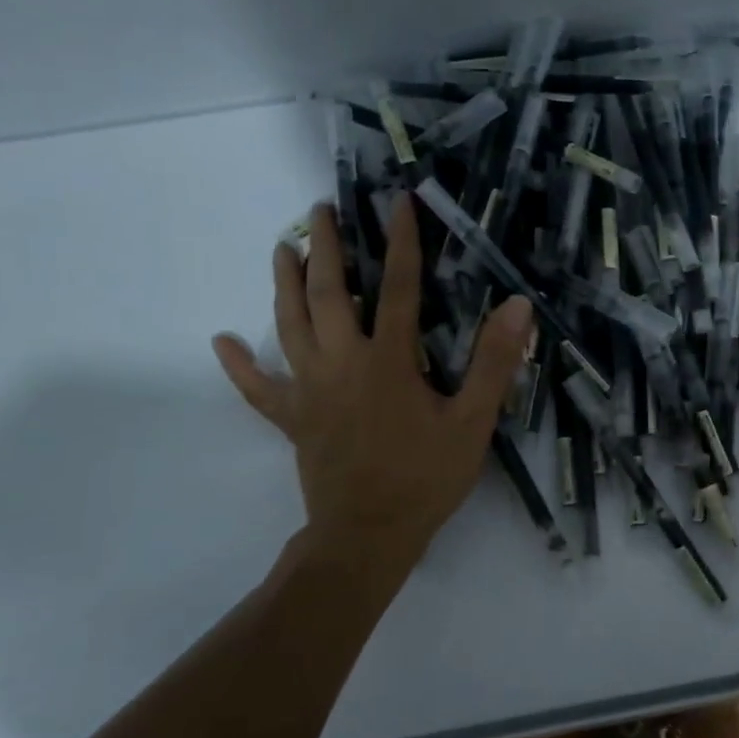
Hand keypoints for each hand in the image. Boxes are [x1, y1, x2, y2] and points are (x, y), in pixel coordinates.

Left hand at [212, 199, 530, 579]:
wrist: (369, 536)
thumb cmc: (425, 478)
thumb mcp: (472, 422)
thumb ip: (493, 363)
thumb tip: (515, 305)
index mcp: (387, 361)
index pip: (396, 288)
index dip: (400, 242)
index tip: (398, 202)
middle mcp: (341, 364)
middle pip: (328, 294)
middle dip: (325, 247)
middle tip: (320, 211)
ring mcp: (309, 391)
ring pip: (289, 326)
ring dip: (284, 284)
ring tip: (281, 249)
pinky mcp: (292, 419)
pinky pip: (259, 387)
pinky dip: (239, 364)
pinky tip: (222, 341)